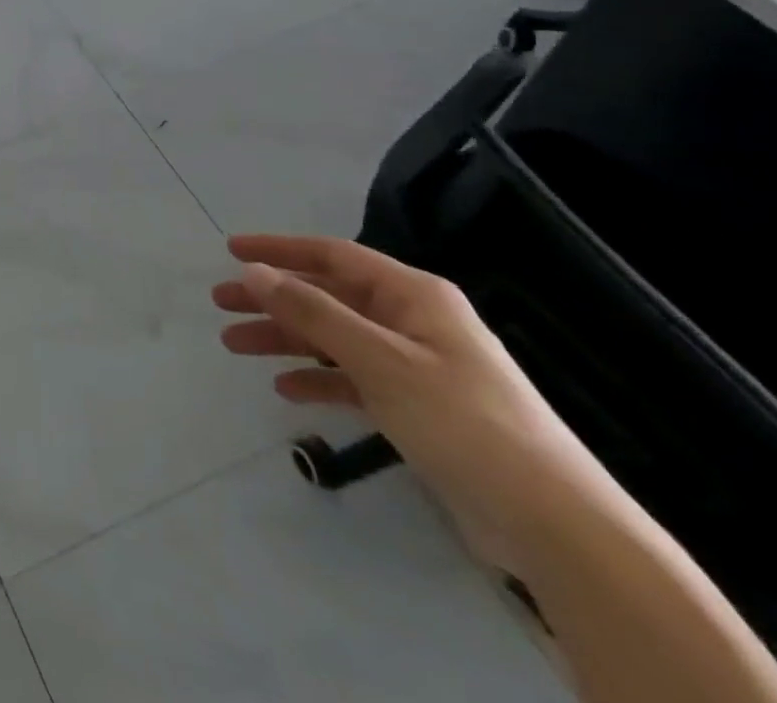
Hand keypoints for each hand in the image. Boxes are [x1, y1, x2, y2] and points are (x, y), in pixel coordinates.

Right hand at [213, 234, 600, 541]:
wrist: (555, 526)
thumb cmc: (463, 423)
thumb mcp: (380, 360)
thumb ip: (313, 312)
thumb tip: (254, 271)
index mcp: (413, 296)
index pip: (332, 256)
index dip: (279, 250)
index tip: (229, 251)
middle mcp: (412, 321)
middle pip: (327, 296)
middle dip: (273, 299)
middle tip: (221, 304)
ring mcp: (416, 365)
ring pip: (334, 337)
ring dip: (286, 339)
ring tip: (235, 346)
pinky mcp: (418, 407)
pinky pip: (353, 378)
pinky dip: (318, 379)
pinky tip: (287, 389)